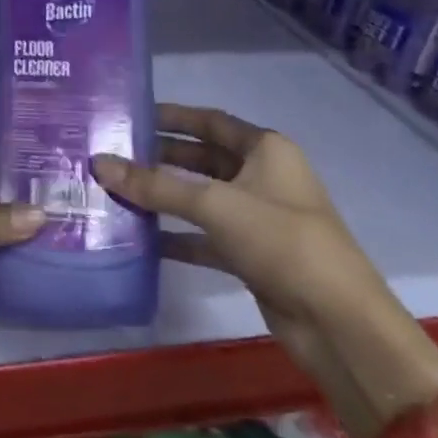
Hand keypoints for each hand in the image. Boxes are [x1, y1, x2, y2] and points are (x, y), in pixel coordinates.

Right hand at [92, 104, 391, 370]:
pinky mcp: (251, 255)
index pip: (211, 121)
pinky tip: (140, 238)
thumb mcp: (215, 205)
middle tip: (114, 154)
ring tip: (116, 191)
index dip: (172, 116)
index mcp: (266, 150)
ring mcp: (258, 218)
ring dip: (164, 196)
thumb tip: (99, 163)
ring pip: (201, 198)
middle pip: (202, 159)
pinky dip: (176, 235)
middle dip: (161, 157)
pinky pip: (205, 236)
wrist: (338, 323)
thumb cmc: (281, 241)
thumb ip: (155, 185)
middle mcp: (263, 177)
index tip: (131, 114)